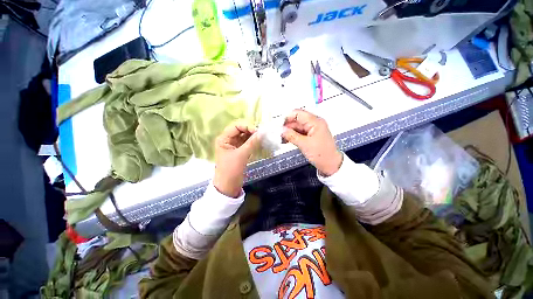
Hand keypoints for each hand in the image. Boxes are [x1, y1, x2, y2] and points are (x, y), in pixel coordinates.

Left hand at [213, 122, 259, 197]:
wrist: (228, 187)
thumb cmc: (231, 170)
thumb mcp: (241, 155)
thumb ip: (251, 143)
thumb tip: (262, 132)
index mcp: (224, 139)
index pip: (236, 127)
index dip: (246, 126)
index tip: (257, 131)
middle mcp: (228, 140)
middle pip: (241, 131)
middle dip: (251, 131)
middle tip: (261, 135)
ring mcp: (234, 146)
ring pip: (245, 137)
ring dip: (253, 137)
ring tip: (262, 138)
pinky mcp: (239, 152)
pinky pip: (247, 144)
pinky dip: (253, 143)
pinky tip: (260, 143)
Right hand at [282, 110, 342, 175]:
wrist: (330, 165)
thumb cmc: (321, 154)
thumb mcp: (304, 144)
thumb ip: (291, 135)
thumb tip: (281, 130)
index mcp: (315, 122)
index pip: (298, 113)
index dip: (287, 118)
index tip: (279, 125)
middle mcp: (314, 123)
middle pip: (297, 120)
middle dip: (287, 127)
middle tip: (279, 134)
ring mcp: (312, 130)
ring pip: (297, 127)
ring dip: (289, 132)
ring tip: (282, 139)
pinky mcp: (311, 136)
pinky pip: (300, 133)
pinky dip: (293, 136)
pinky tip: (286, 140)